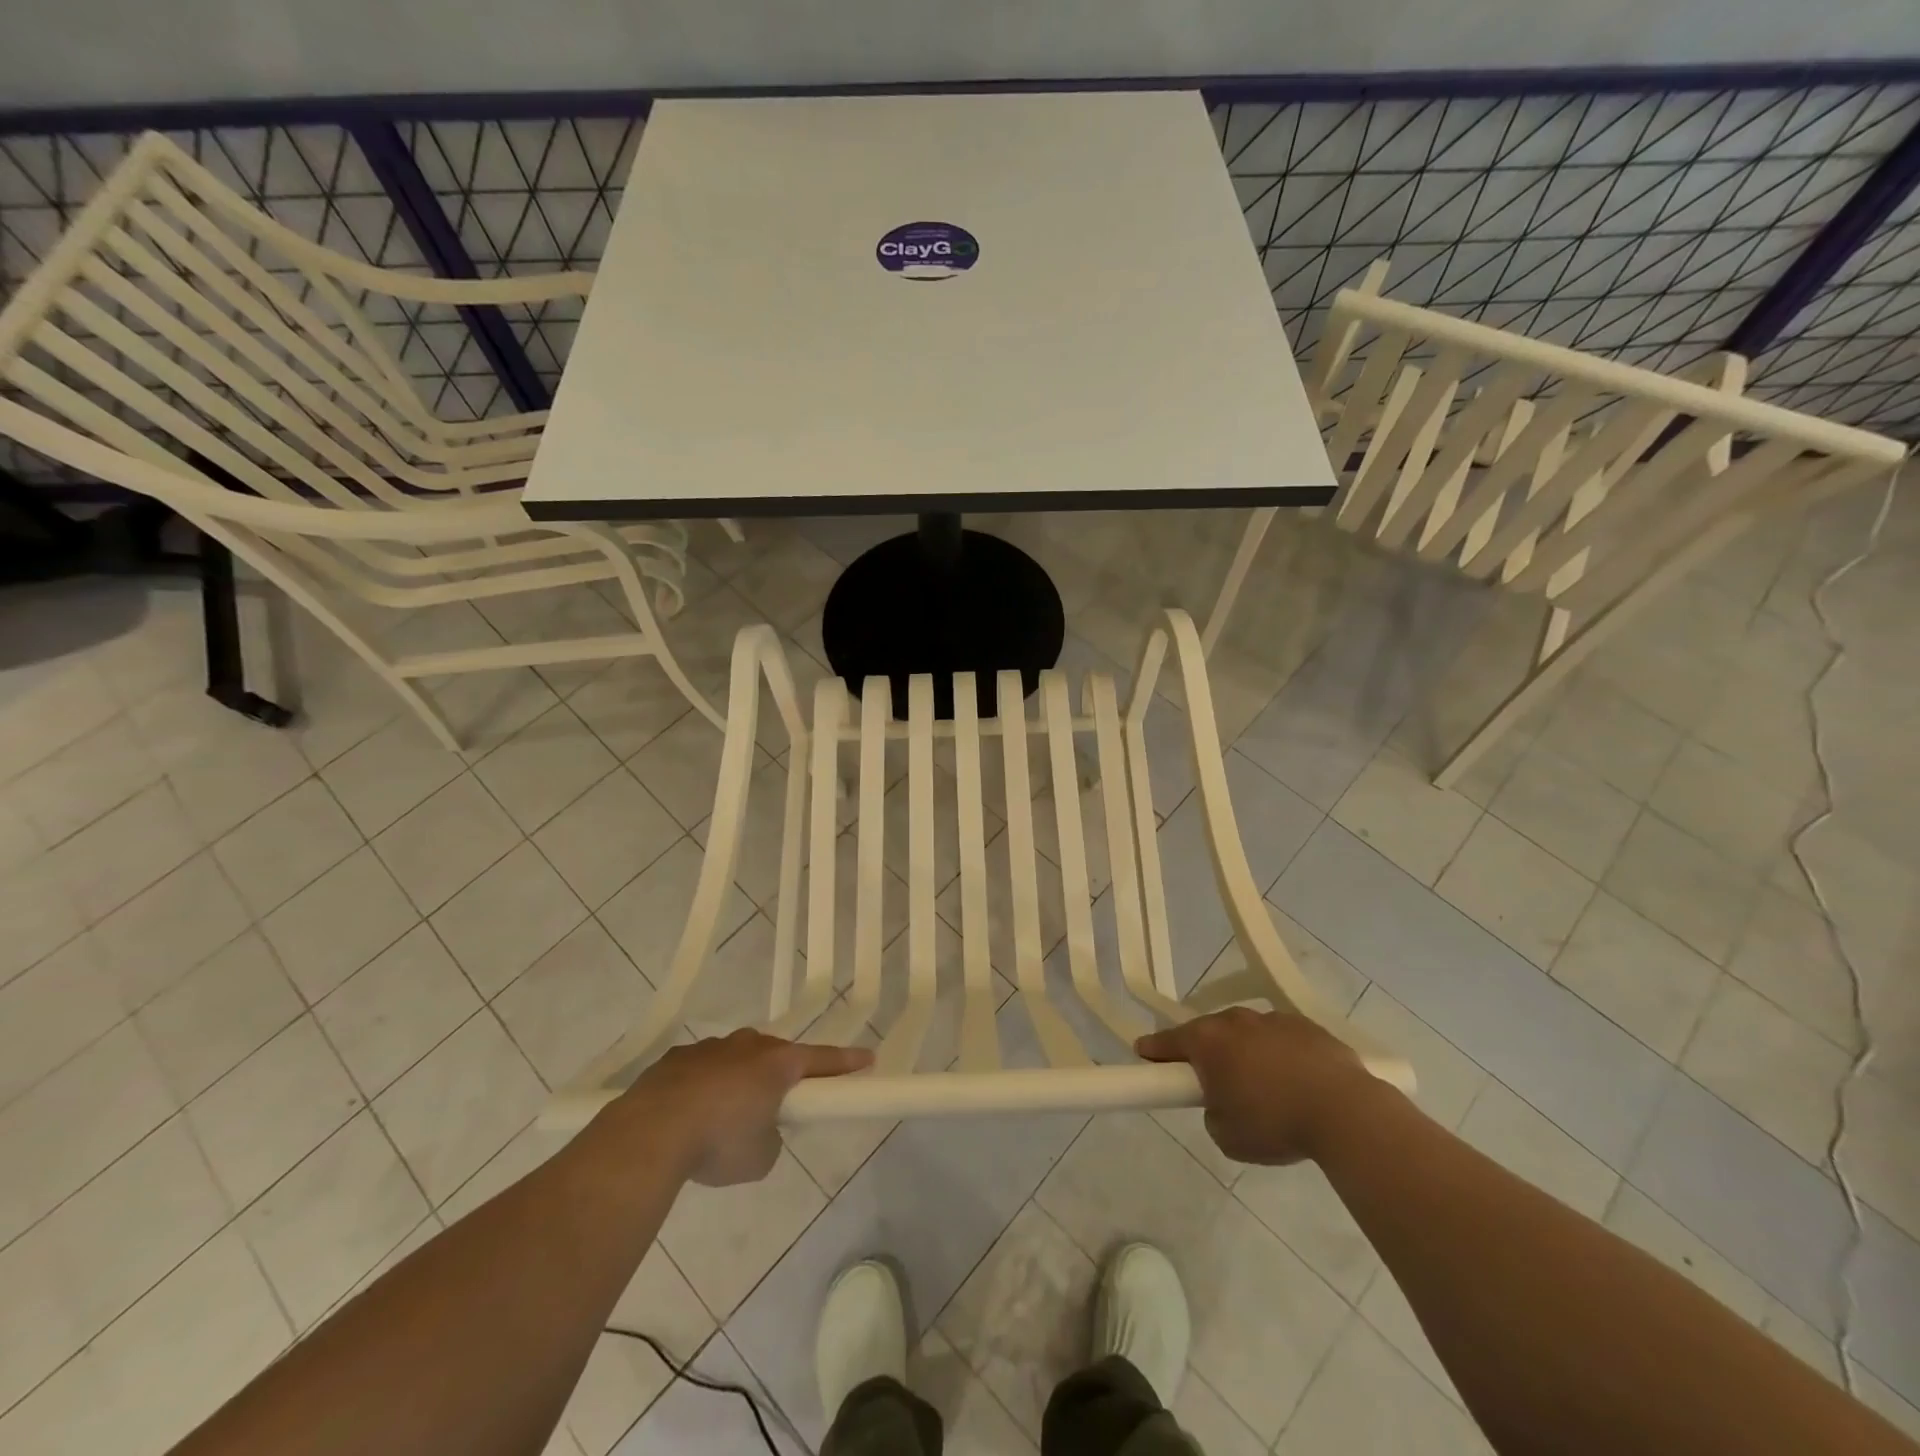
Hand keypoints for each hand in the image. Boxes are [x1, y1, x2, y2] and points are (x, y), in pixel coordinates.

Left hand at [619, 1030, 872, 1185]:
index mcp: (777, 1064)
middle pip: (775, 1055)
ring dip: (738, 1080)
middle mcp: (747, 1046)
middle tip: (779, 1102)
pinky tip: (688, 1115)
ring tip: (723, 1118)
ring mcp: (709, 1049)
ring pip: (735, 1059)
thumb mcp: (761, 1157)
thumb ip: (771, 1138)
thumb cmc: (719, 1142)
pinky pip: (700, 1070)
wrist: (650, 1133)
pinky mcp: (675, 1059)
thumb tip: (758, 1130)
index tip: (868, 1059)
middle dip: (780, 1075)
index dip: (846, 1063)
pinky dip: (703, 1087)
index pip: (822, 1059)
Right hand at [1136, 1009, 1370, 1165]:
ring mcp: (1273, 1019)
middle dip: (1207, 1054)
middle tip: (1213, 1083)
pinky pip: (1281, 1039)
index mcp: (1208, 1041)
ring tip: (1264, 1088)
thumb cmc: (1275, 1124)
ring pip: (1247, 1034)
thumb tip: (1222, 1103)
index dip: (1153, 1050)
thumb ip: (1212, 1114)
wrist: (1346, 1112)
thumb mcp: (1226, 1136)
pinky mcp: (1307, 1026)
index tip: (1144, 1054)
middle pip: (1209, 1033)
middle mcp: (1235, 1021)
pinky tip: (1296, 1082)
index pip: (1168, 1041)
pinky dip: (1280, 1055)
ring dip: (1246, 1053)